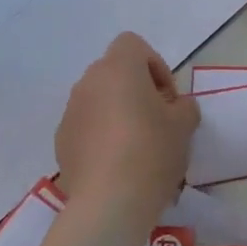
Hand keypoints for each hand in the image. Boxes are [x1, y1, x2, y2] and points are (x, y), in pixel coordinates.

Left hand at [55, 33, 198, 220]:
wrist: (110, 201)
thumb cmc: (152, 151)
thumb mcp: (185, 126)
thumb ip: (184, 107)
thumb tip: (177, 107)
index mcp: (118, 69)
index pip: (132, 44)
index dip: (154, 65)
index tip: (167, 97)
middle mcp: (88, 82)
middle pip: (114, 72)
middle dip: (136, 90)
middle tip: (157, 121)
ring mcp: (70, 112)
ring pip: (99, 100)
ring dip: (117, 112)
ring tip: (137, 146)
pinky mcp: (62, 140)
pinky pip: (86, 126)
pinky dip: (101, 135)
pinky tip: (117, 164)